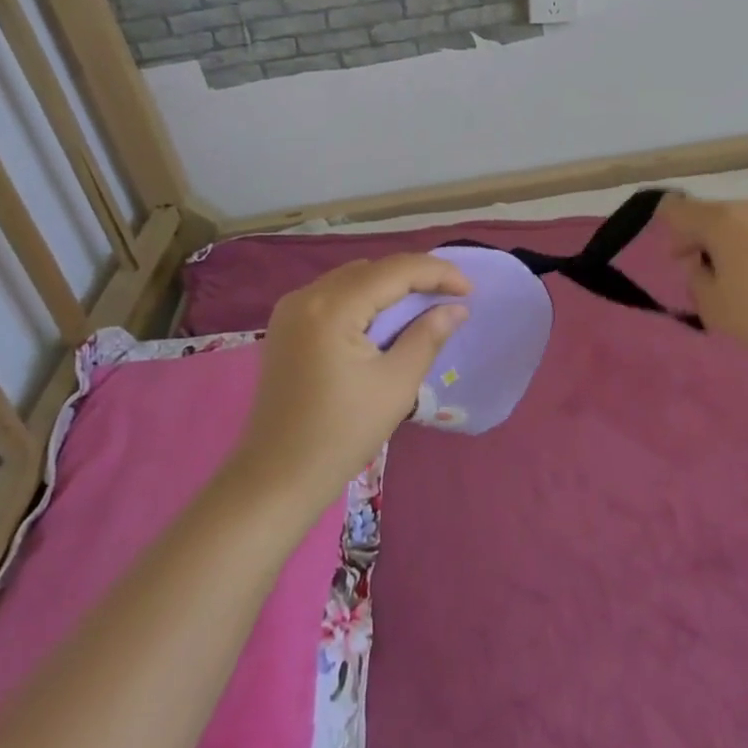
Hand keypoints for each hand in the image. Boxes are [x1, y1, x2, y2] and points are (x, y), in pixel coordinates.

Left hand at [238, 255, 470, 509]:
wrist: (277, 478)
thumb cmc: (342, 434)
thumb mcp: (396, 384)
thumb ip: (428, 336)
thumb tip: (456, 307)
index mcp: (332, 307)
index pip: (394, 270)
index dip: (437, 273)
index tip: (469, 289)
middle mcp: (306, 296)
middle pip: (372, 270)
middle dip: (414, 278)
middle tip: (451, 297)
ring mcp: (291, 310)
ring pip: (353, 279)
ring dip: (389, 287)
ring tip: (424, 307)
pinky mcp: (286, 327)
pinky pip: (334, 296)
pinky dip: (365, 300)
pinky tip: (385, 321)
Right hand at [659, 193, 747, 372]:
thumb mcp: (713, 306)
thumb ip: (695, 277)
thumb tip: (701, 262)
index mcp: (722, 217)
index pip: (677, 208)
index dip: (672, 233)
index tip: (682, 263)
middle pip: (712, 213)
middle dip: (703, 240)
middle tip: (710, 279)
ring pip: (742, 222)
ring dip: (732, 244)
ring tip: (745, 284)